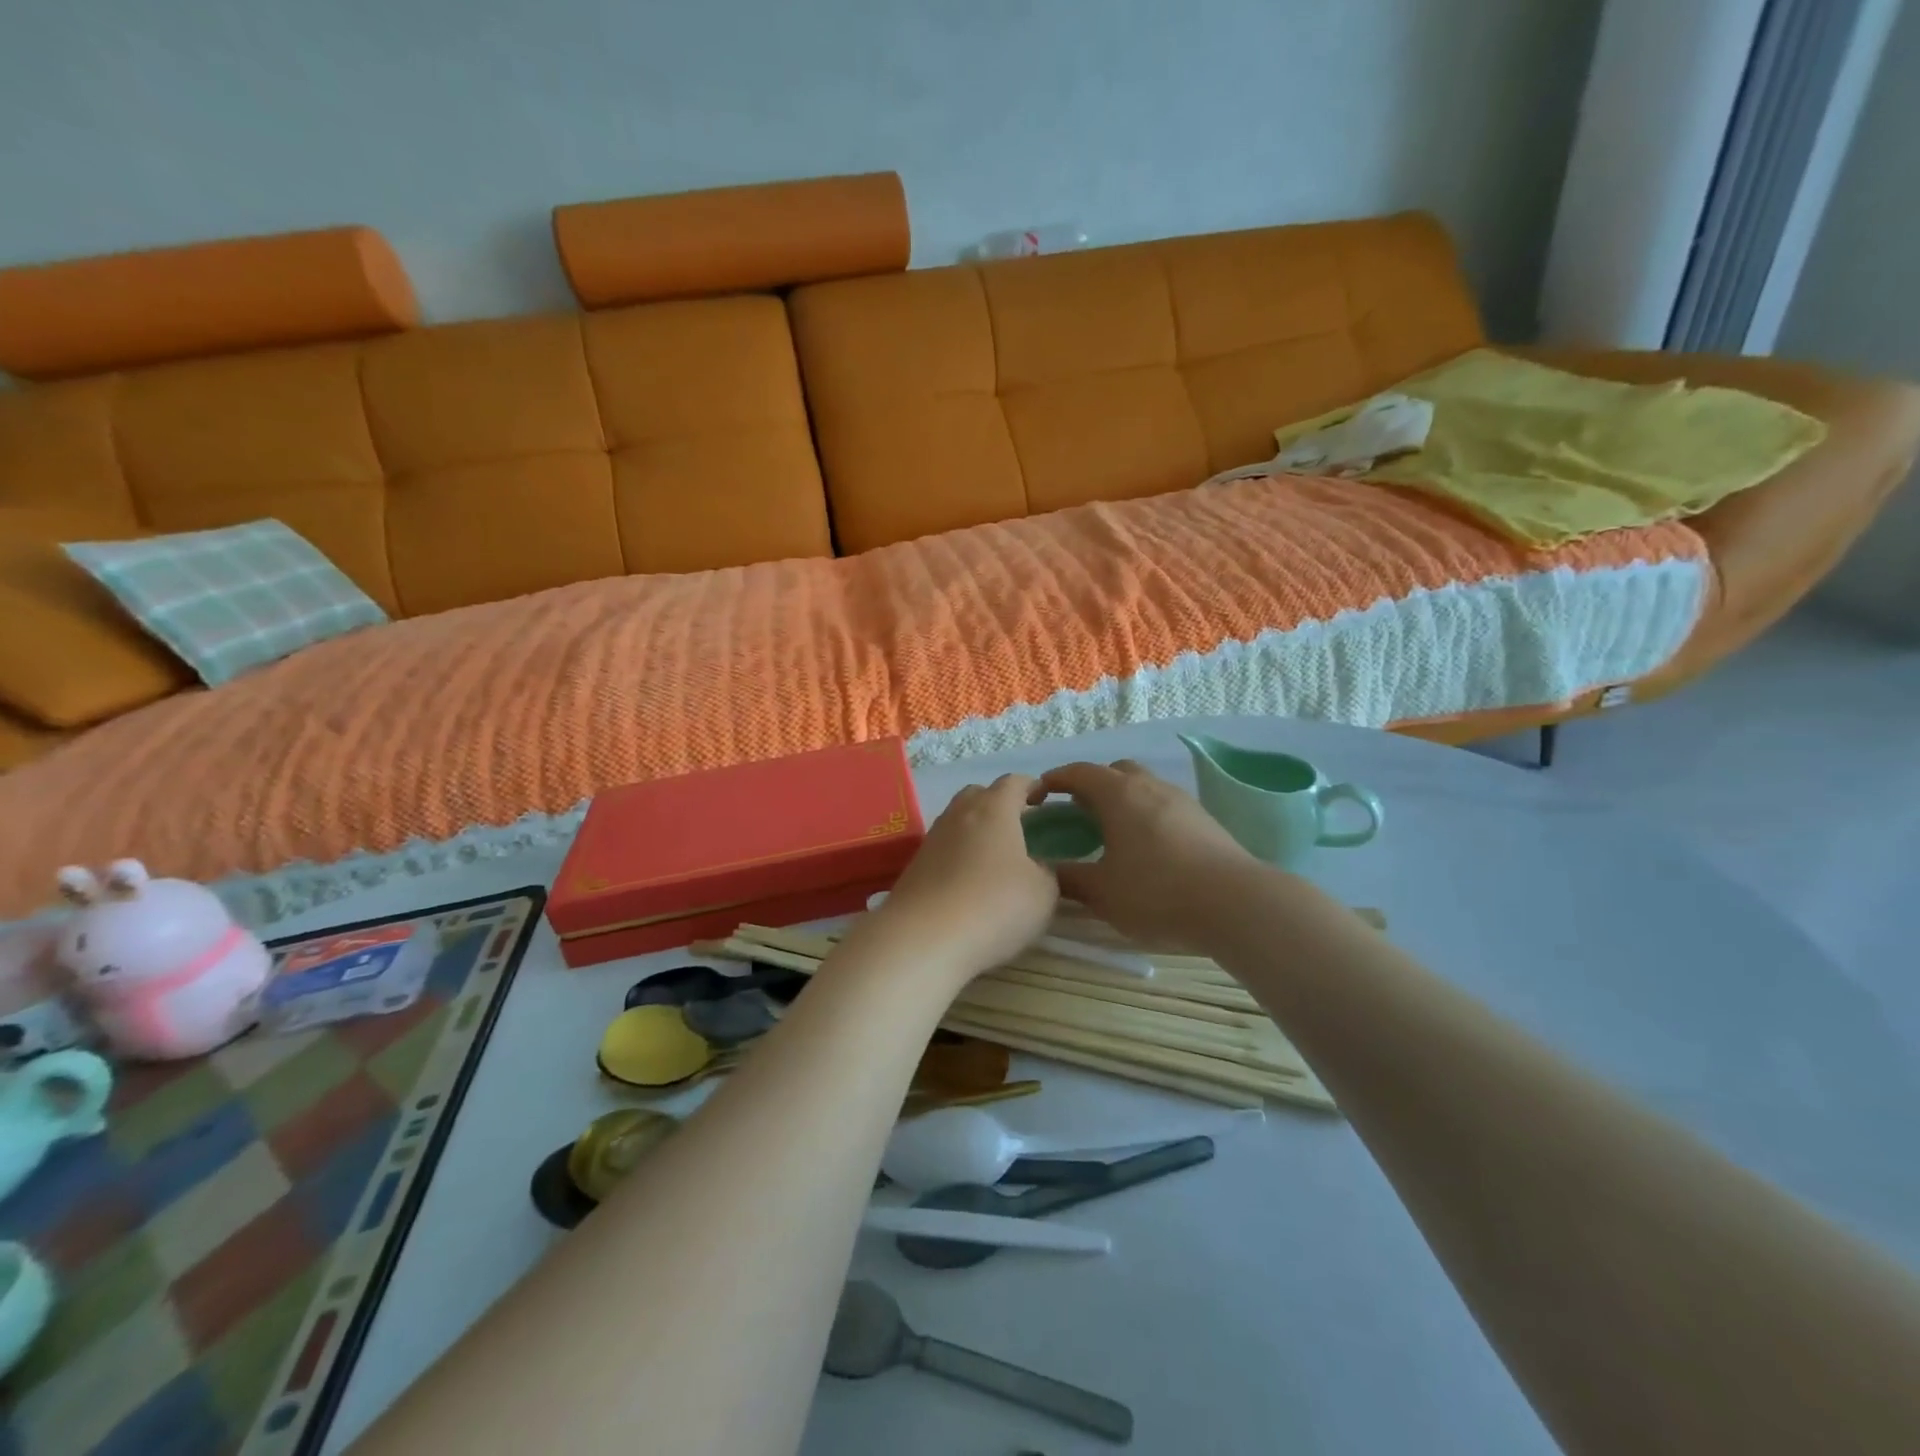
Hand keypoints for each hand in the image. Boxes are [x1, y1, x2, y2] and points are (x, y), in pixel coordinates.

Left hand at [867, 774, 1058, 983]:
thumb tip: (1036, 867)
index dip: (1031, 786)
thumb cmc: (994, 906)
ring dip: (976, 830)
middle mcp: (959, 814)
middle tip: (1018, 826)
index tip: (1044, 798)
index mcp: (994, 809)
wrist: (923, 938)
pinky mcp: (914, 866)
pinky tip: (969, 881)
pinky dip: (958, 856)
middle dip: (999, 803)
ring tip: (995, 857)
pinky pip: (943, 849)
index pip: (1014, 782)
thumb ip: (1046, 872)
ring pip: (957, 821)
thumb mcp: (1043, 893)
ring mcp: (932, 839)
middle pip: (979, 794)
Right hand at [1034, 760, 1258, 949]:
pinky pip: (1163, 805)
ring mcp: (1181, 800)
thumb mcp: (1102, 892)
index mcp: (1118, 794)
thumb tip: (1047, 871)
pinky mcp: (1203, 820)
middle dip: (1091, 785)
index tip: (1038, 796)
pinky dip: (1145, 815)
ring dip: (1122, 800)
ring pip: (1143, 786)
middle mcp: (1149, 786)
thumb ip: (1069, 878)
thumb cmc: (1156, 892)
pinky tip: (1146, 848)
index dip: (1054, 780)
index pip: (1078, 773)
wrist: (1235, 903)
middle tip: (1077, 813)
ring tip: (1112, 832)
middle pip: (1114, 771)